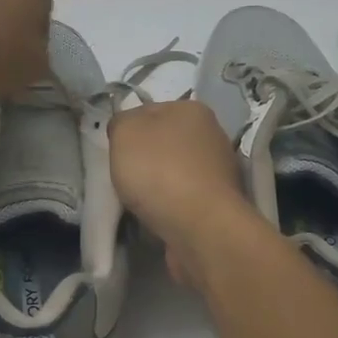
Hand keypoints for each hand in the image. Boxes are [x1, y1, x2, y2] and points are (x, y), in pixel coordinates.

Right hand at [110, 101, 258, 285]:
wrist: (200, 227)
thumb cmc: (159, 171)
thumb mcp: (124, 133)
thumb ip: (121, 123)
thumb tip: (126, 129)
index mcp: (192, 110)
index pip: (149, 111)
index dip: (128, 130)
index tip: (116, 151)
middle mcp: (212, 135)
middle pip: (164, 142)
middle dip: (145, 159)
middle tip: (126, 177)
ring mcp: (220, 171)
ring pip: (175, 171)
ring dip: (159, 184)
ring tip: (141, 202)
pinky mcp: (219, 203)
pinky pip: (185, 198)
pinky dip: (171, 206)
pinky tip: (160, 216)